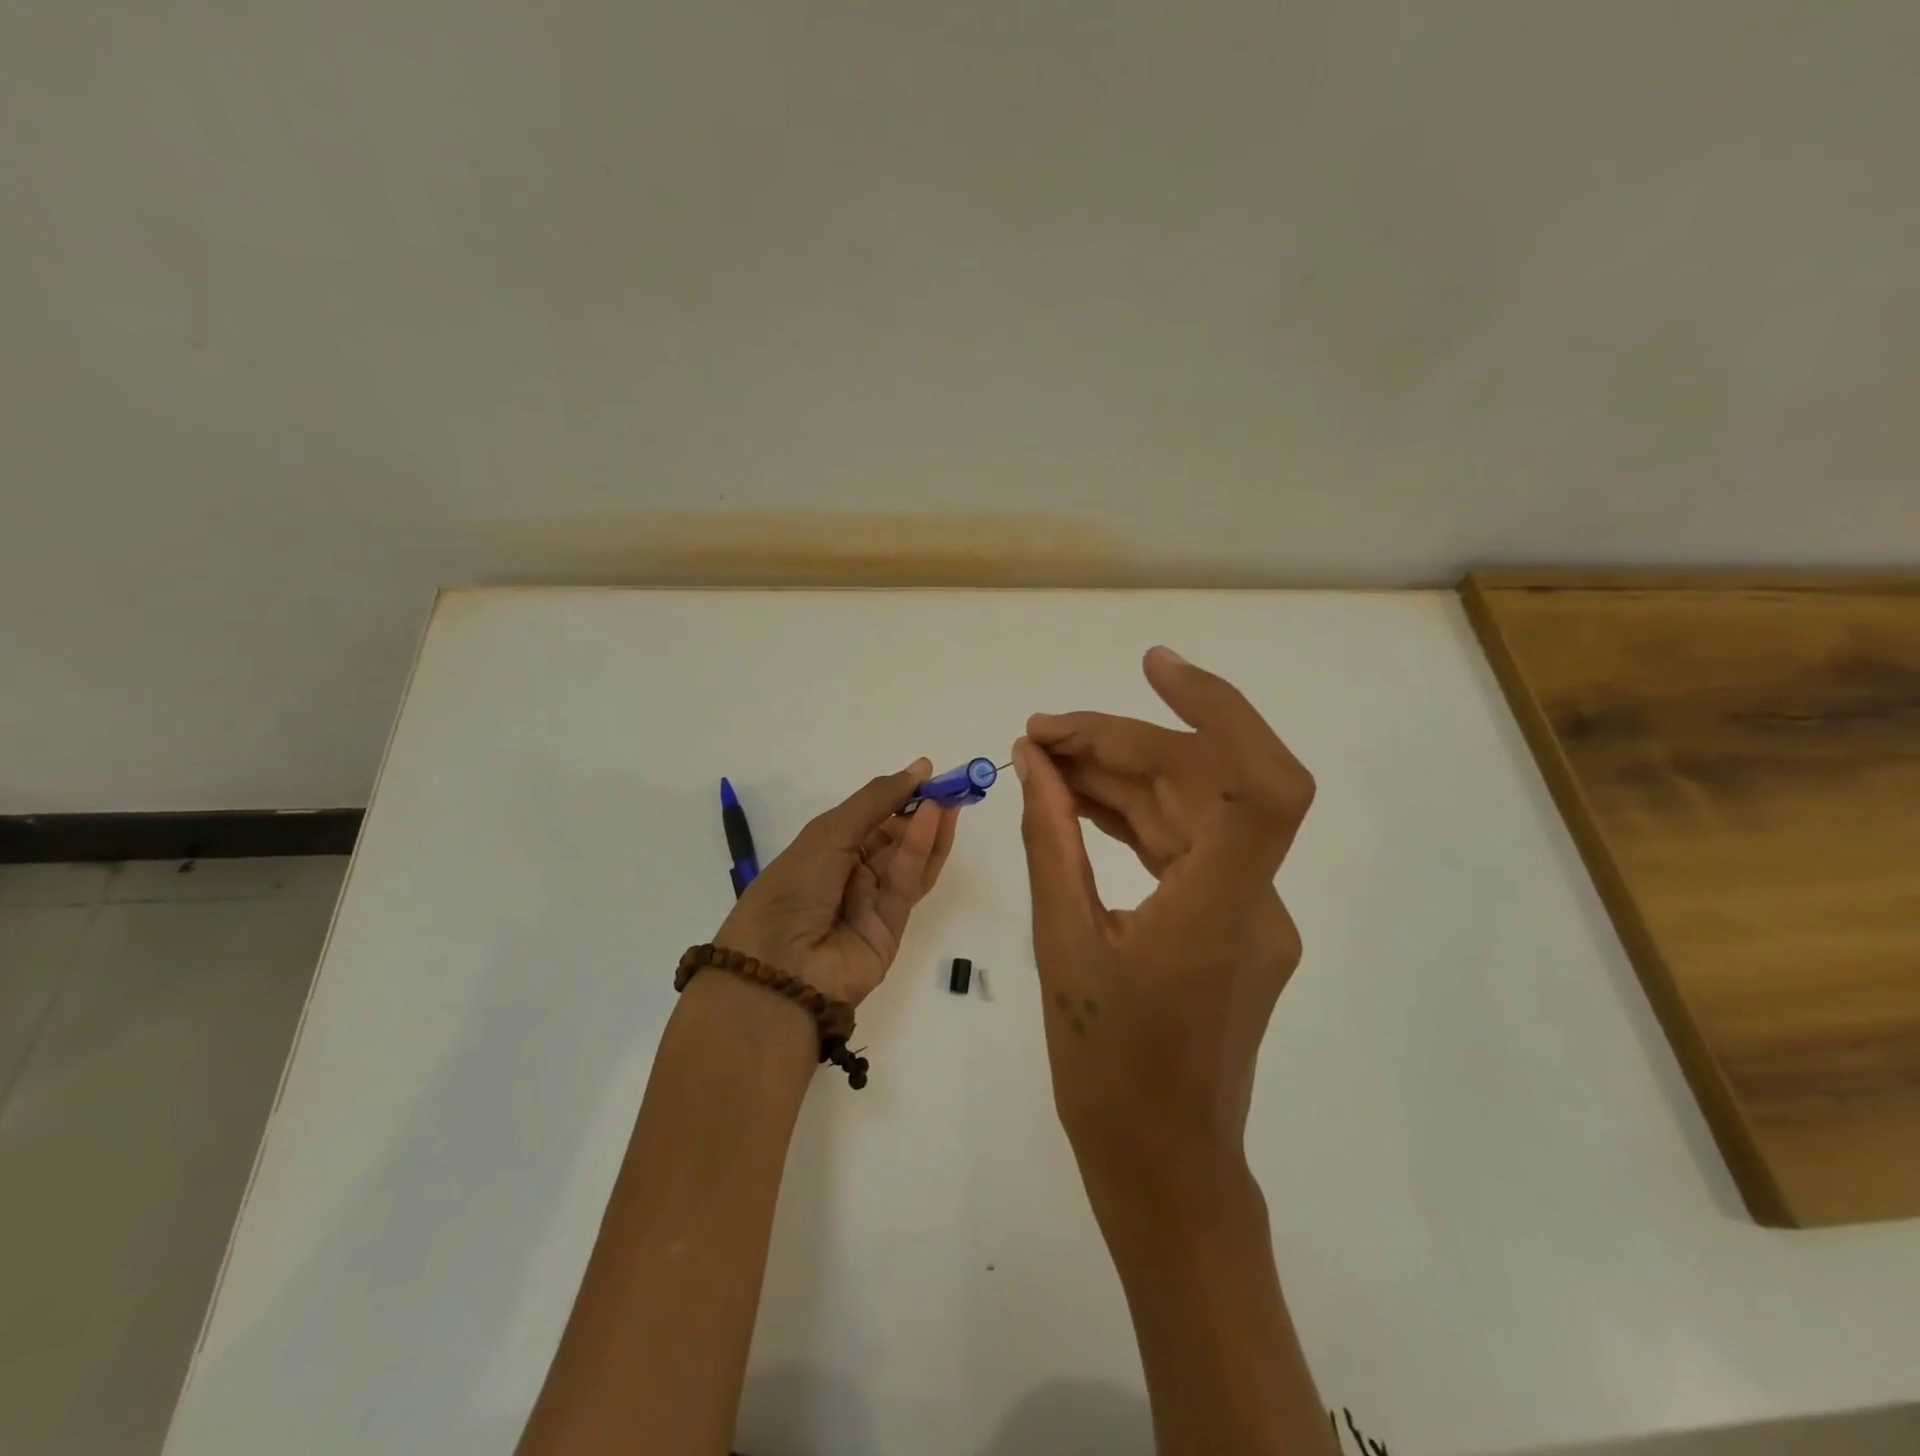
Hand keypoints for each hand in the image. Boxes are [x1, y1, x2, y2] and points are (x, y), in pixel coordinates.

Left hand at [714, 759, 957, 1006]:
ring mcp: (872, 902)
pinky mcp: (893, 928)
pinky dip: (921, 853)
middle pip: (895, 838)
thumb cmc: (793, 887)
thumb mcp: (829, 833)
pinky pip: (908, 885)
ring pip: (908, 861)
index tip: (929, 772)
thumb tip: (920, 767)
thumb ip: (877, 801)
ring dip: (927, 829)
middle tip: (952, 786)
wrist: (780, 968)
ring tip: (950, 799)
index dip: (899, 794)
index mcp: (825, 849)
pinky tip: (933, 822)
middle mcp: (850, 874)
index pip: (871, 817)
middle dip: (921, 811)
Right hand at [1013, 648, 1313, 1177]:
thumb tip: (1035, 763)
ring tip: (1044, 758)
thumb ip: (1051, 842)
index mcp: (1220, 910)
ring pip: (1189, 811)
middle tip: (1038, 734)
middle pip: (1200, 785)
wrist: (1164, 1167)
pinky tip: (1076, 800)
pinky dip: (1131, 815)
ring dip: (1120, 776)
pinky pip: (1182, 846)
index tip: (1152, 666)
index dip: (1218, 709)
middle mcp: (1252, 899)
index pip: (1257, 782)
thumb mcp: (1063, 946)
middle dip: (1119, 744)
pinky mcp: (1228, 922)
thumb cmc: (1108, 1073)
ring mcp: (1246, 910)